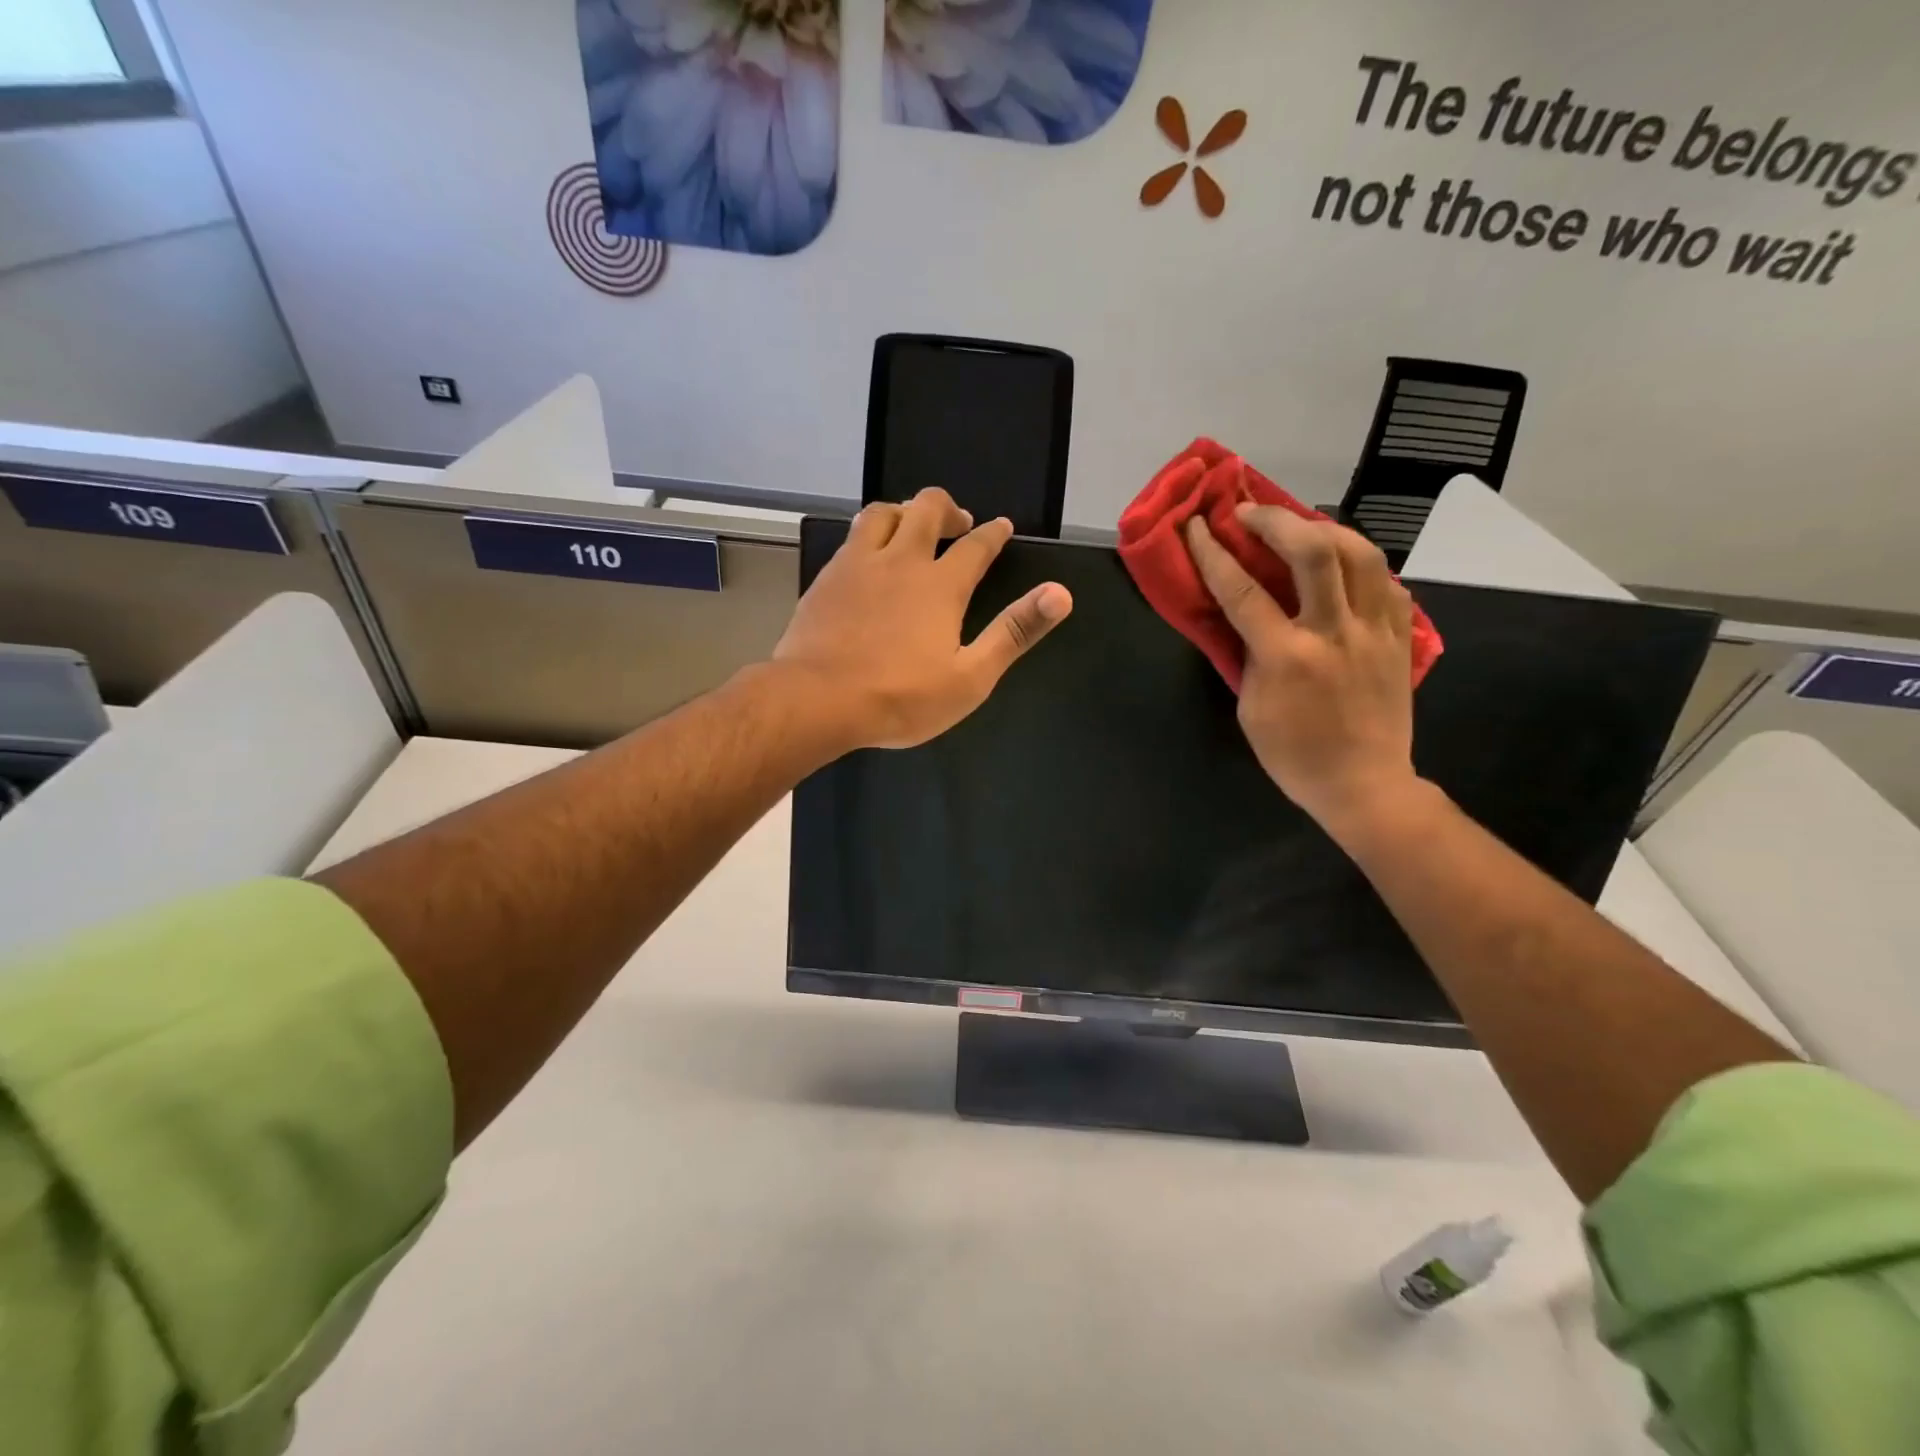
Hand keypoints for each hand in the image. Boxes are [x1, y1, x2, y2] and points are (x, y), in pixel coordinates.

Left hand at [774, 489, 1072, 750]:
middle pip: (926, 509)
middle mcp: (901, 560)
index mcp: (941, 585)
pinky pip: (852, 537)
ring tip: (911, 528)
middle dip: (948, 509)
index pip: (977, 545)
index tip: (1002, 527)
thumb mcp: (970, 677)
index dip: (994, 534)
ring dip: (904, 512)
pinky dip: (869, 534)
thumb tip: (1061, 594)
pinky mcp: (827, 577)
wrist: (818, 700)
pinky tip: (868, 555)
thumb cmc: (901, 697)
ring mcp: (858, 564)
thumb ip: (1014, 632)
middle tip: (958, 523)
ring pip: (882, 513)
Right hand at [1186, 505, 1416, 834]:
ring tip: (1301, 526)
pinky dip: (1361, 564)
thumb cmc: (1294, 755)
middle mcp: (1335, 633)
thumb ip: (1247, 656)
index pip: (1243, 591)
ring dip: (1325, 528)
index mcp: (1288, 657)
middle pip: (1313, 551)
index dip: (1212, 554)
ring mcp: (1376, 632)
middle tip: (1249, 512)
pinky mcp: (1402, 637)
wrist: (1364, 784)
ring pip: (1361, 553)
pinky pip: (1386, 582)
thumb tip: (1246, 617)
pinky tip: (1344, 566)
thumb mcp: (1250, 708)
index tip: (1196, 526)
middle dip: (1276, 520)